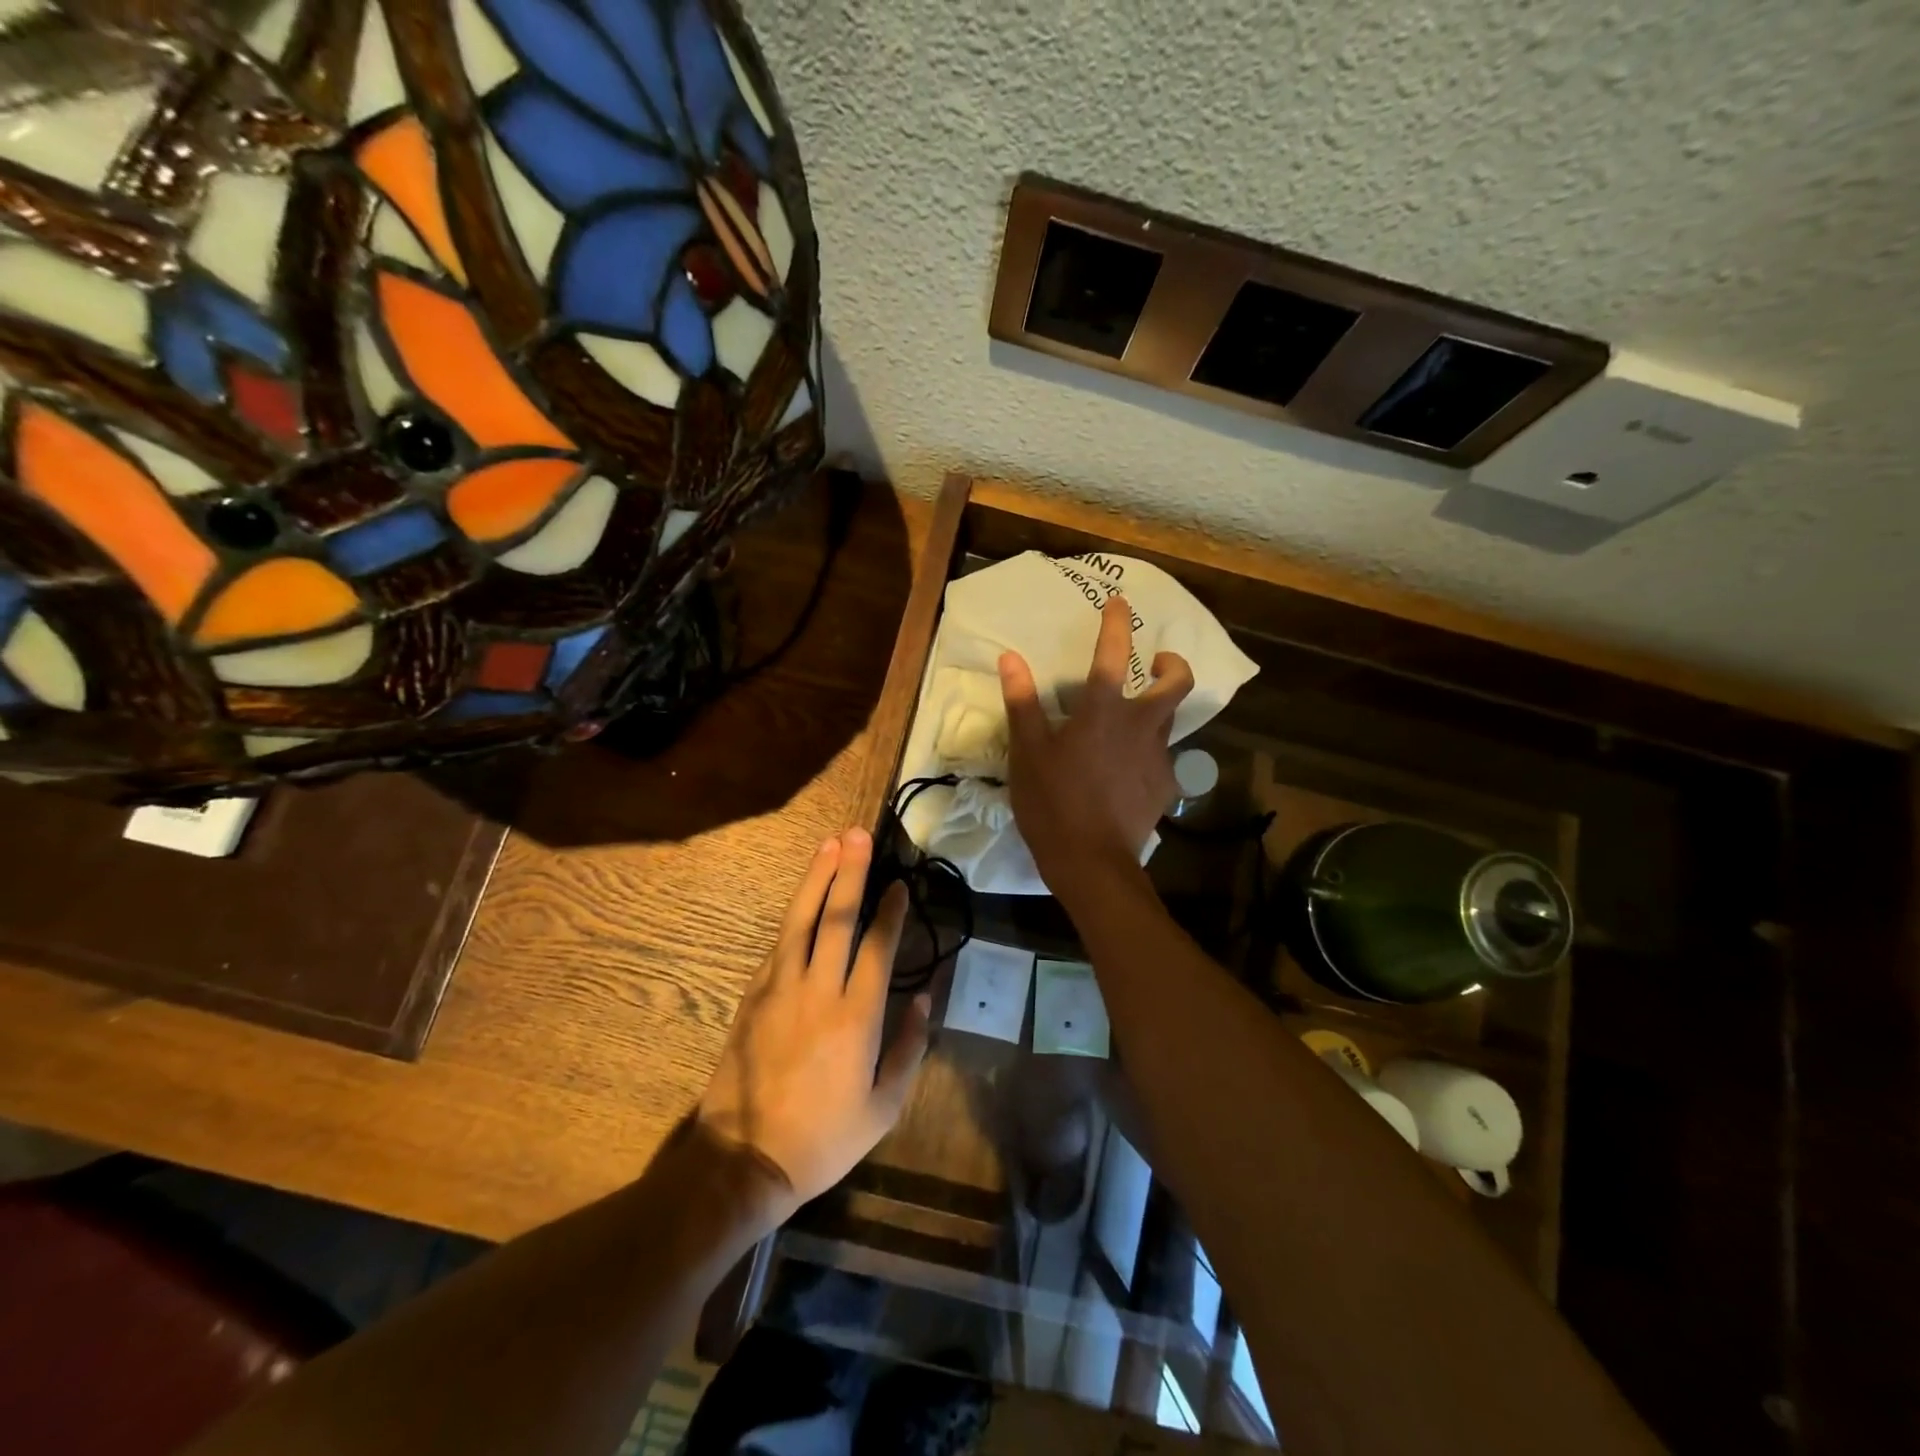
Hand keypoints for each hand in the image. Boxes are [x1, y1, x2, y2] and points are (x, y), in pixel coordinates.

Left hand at [697, 828, 930, 1222]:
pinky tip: (804, 899)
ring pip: (801, 920)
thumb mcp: (884, 1106)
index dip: (890, 911)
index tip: (900, 884)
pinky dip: (794, 916)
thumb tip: (926, 997)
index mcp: (857, 1017)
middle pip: (837, 918)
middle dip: (850, 872)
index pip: (877, 947)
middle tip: (859, 835)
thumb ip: (909, 1047)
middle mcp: (819, 991)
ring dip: (817, 879)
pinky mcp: (753, 995)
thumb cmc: (824, 1138)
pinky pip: (778, 945)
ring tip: (830, 845)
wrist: (745, 1159)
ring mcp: (780, 989)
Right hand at [998, 593, 1193, 894]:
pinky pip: (1162, 758)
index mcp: (1104, 711)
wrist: (1092, 863)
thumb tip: (1011, 658)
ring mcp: (1159, 757)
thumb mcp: (1028, 753)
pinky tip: (1129, 769)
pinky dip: (1149, 752)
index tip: (1120, 604)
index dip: (1117, 623)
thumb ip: (1023, 703)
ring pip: (1171, 720)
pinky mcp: (1165, 786)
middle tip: (1157, 664)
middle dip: (1172, 665)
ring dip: (1159, 709)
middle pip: (1177, 683)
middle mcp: (1140, 726)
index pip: (1114, 653)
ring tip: (1135, 719)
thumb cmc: (1052, 803)